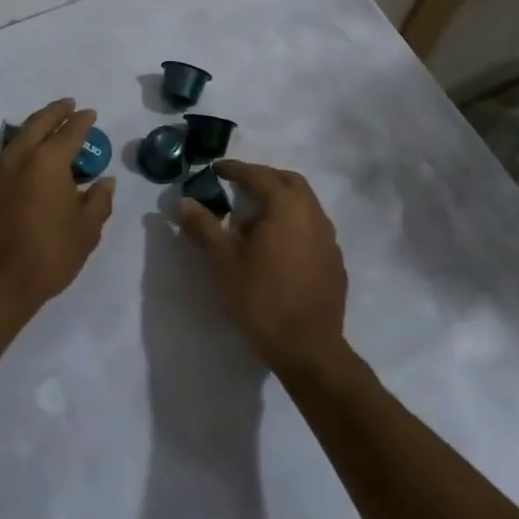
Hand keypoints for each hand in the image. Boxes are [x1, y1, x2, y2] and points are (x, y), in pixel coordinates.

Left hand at [0, 98, 114, 327]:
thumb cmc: (47, 257)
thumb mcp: (86, 231)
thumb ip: (99, 200)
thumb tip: (104, 180)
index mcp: (47, 161)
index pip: (70, 131)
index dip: (82, 121)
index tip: (90, 114)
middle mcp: (16, 159)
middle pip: (37, 123)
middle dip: (54, 112)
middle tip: (67, 105)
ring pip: (13, 142)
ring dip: (31, 133)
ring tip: (43, 134)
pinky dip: (13, 163)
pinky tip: (19, 176)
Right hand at [176, 159, 347, 377]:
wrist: (308, 349)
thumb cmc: (261, 298)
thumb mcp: (223, 261)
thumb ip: (203, 226)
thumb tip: (183, 201)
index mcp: (287, 206)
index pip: (259, 175)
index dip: (235, 169)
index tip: (216, 168)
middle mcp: (313, 214)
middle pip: (289, 182)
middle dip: (263, 179)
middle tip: (238, 186)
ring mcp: (329, 239)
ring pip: (304, 205)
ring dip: (280, 201)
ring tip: (254, 219)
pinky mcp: (335, 262)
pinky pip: (312, 229)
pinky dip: (293, 224)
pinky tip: (277, 247)